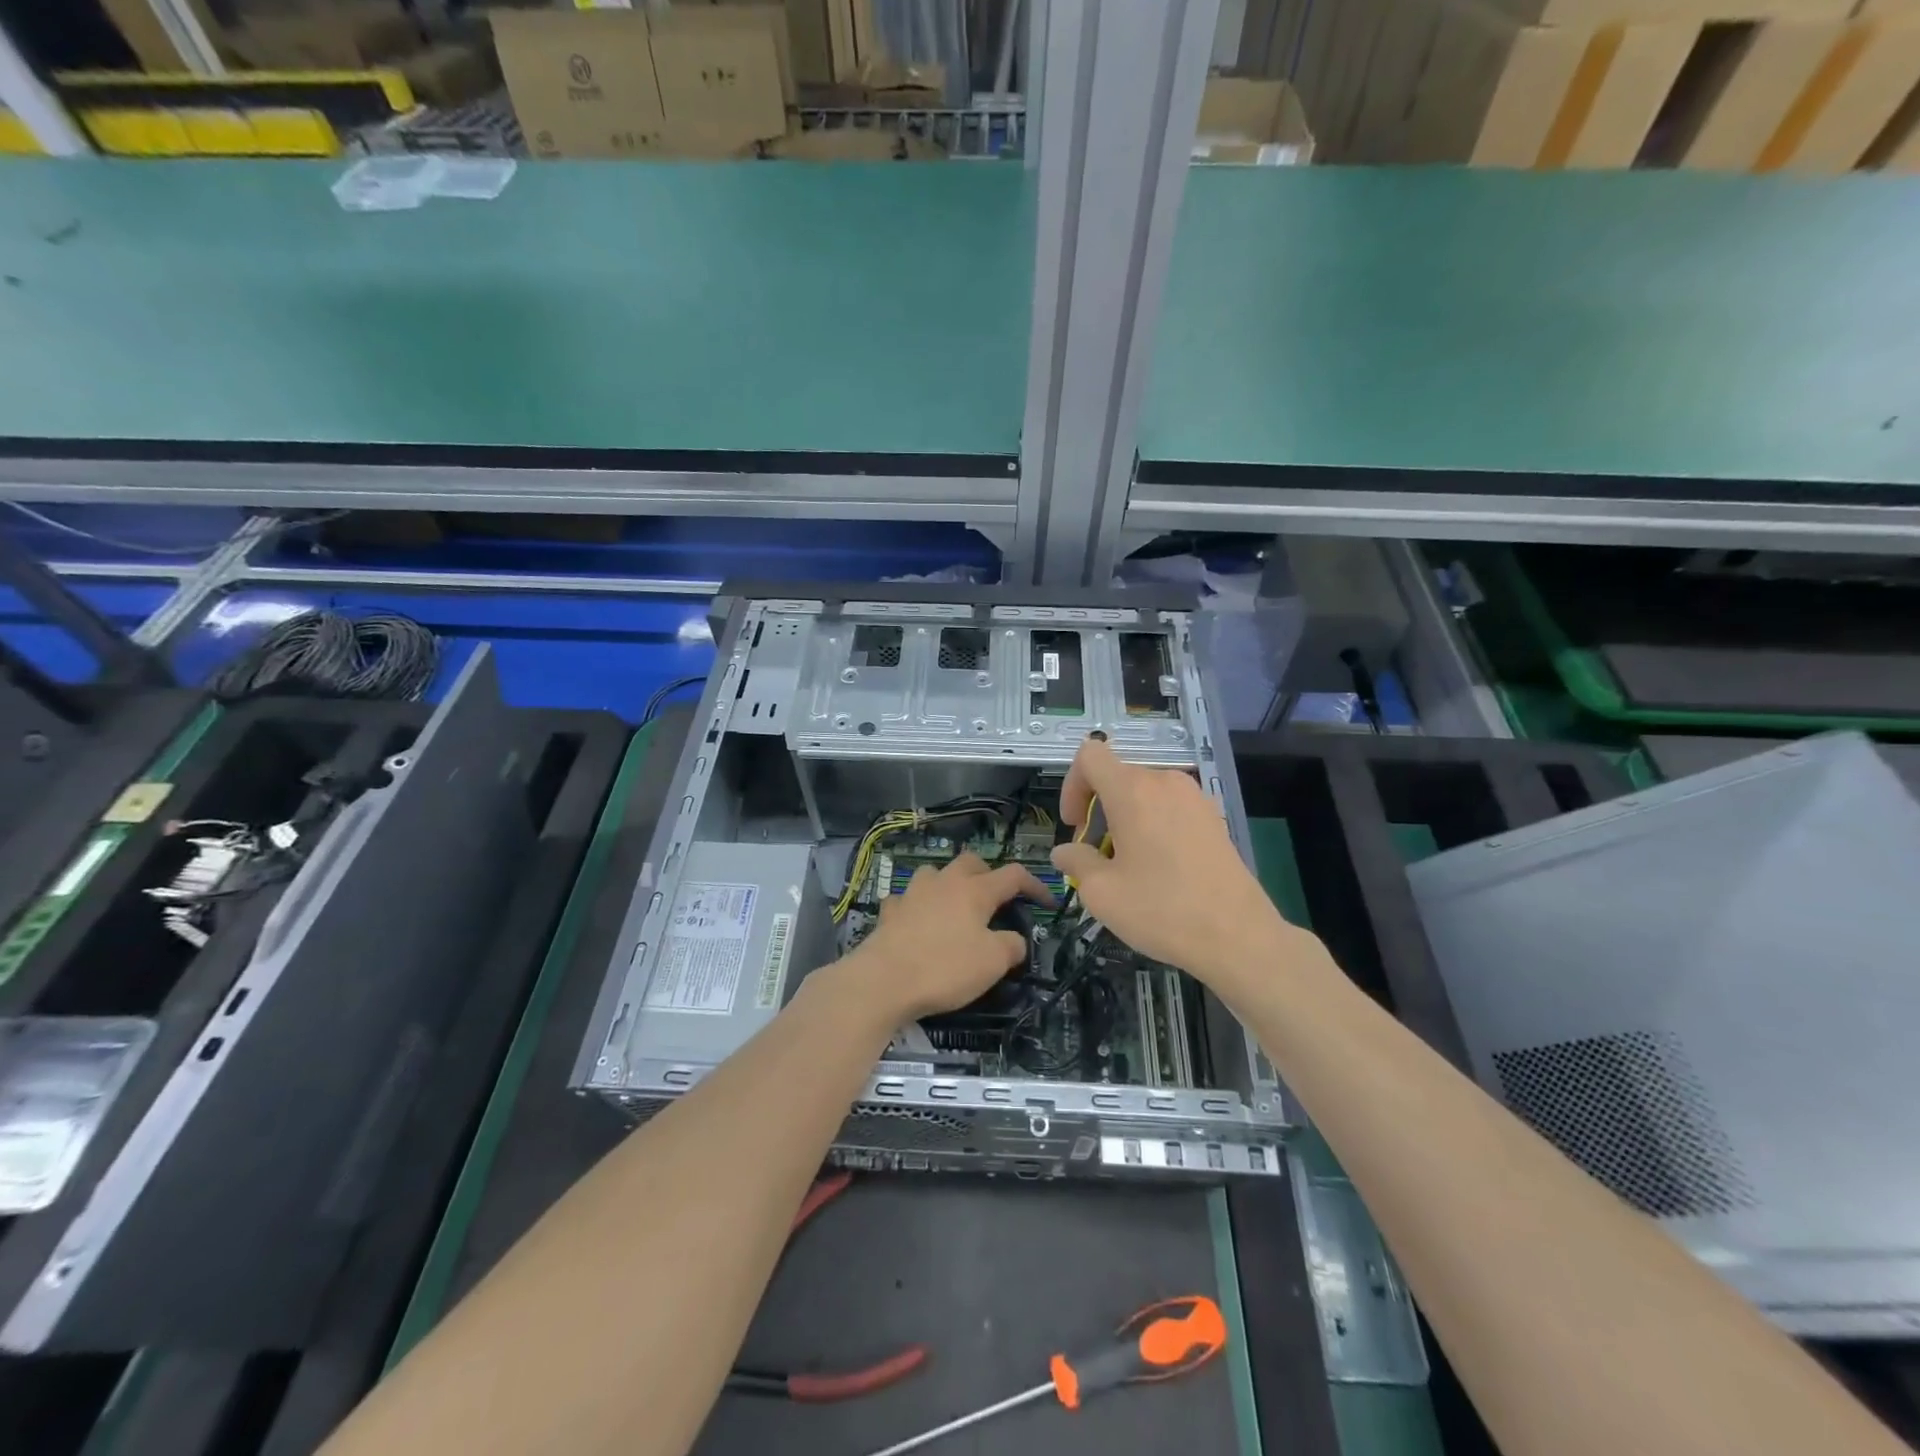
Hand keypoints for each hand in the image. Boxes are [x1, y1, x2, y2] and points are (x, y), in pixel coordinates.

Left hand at [841, 852, 1052, 1021]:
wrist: (883, 980)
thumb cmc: (945, 968)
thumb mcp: (993, 963)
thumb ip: (1012, 946)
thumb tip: (1015, 939)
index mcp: (975, 890)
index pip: (1013, 875)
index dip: (1034, 885)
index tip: (1047, 902)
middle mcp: (944, 881)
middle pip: (971, 862)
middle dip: (988, 874)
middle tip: (996, 898)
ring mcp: (913, 893)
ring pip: (936, 873)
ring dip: (949, 883)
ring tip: (955, 905)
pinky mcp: (890, 911)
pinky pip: (907, 899)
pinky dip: (917, 906)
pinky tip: (917, 922)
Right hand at [1050, 737, 1293, 982]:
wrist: (1238, 937)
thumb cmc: (1162, 910)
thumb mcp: (1101, 893)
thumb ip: (1075, 862)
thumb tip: (1065, 852)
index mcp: (1132, 791)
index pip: (1090, 755)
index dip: (1072, 785)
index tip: (1075, 826)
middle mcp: (1165, 782)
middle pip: (1117, 777)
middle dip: (1098, 810)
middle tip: (1098, 856)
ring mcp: (1194, 797)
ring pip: (1144, 794)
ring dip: (1126, 820)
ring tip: (1129, 866)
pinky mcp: (1213, 818)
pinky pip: (1170, 808)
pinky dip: (1154, 826)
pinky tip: (1161, 869)